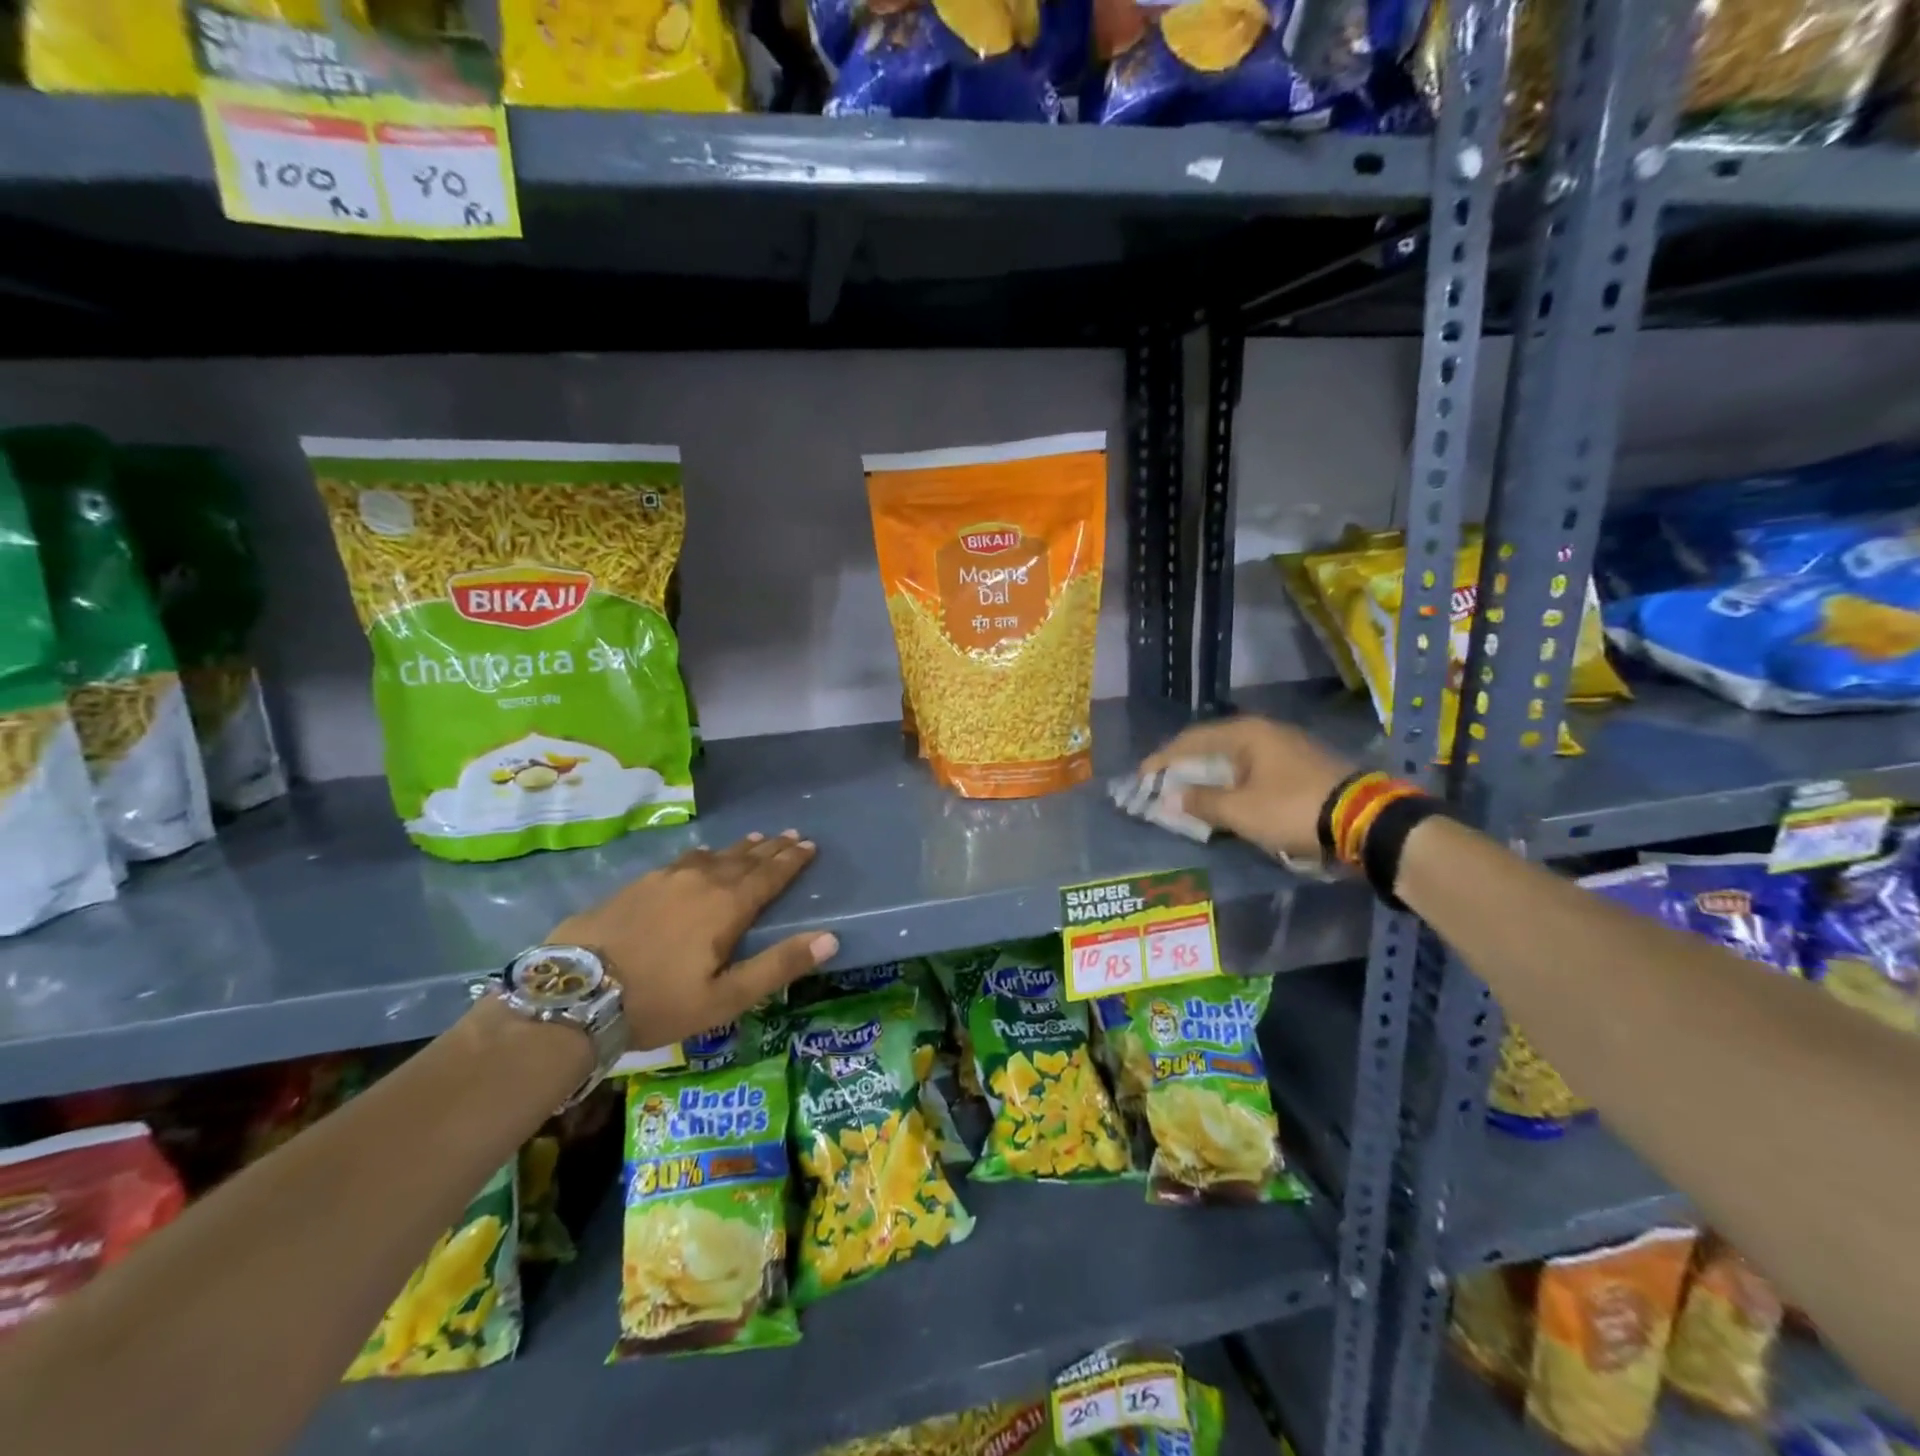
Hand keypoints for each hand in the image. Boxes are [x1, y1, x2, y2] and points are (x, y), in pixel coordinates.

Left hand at [551, 831, 837, 1048]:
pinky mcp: (637, 885)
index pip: (769, 875)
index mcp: (727, 906)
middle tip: (790, 835)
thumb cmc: (659, 1001)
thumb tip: (830, 937)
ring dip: (739, 848)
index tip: (809, 845)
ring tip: (755, 840)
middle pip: (744, 859)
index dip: (791, 860)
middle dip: (771, 848)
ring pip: (713, 856)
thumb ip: (778, 966)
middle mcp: (701, 882)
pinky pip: (683, 861)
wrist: (574, 993)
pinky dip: (703, 856)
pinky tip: (700, 856)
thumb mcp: (725, 997)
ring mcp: (665, 879)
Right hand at [1140, 717, 1354, 862]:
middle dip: (1185, 767)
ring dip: (1209, 776)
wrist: (1365, 821)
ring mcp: (1286, 747)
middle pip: (1212, 746)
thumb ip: (1202, 802)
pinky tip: (1227, 799)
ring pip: (1234, 759)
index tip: (1142, 777)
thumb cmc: (1292, 809)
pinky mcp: (1301, 767)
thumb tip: (1173, 797)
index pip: (1191, 740)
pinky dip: (1232, 783)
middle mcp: (1264, 732)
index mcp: (1245, 733)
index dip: (1163, 759)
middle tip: (1163, 785)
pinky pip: (1253, 770)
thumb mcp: (1240, 811)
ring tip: (1190, 795)